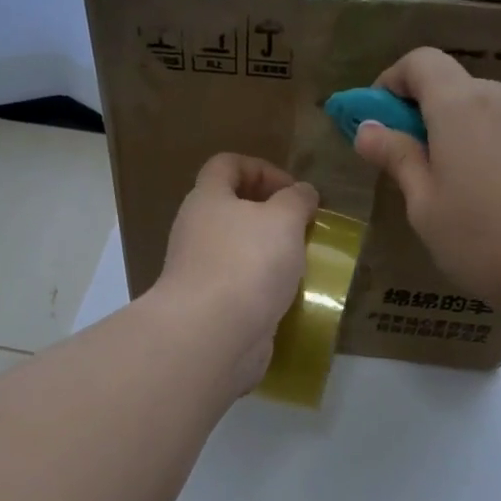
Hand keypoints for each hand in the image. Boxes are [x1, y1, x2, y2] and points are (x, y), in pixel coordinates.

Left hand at [153, 153, 318, 390]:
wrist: (212, 335)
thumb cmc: (247, 262)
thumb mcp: (283, 218)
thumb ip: (296, 199)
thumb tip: (302, 193)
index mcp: (206, 199)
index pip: (226, 165)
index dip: (261, 168)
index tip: (293, 190)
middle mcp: (196, 231)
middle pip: (232, 209)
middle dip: (271, 215)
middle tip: (303, 228)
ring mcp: (200, 271)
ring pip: (238, 250)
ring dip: (270, 254)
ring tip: (303, 264)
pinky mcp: (211, 306)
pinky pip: (241, 286)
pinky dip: (264, 288)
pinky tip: (289, 297)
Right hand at [352, 47, 500, 315]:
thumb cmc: (482, 239)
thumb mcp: (424, 204)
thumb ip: (397, 158)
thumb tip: (366, 129)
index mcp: (461, 105)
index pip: (420, 62)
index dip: (391, 82)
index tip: (374, 121)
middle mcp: (499, 96)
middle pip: (448, 83)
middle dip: (417, 110)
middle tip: (401, 160)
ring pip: (475, 106)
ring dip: (447, 128)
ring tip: (440, 183)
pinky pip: (500, 125)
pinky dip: (476, 141)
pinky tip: (477, 190)